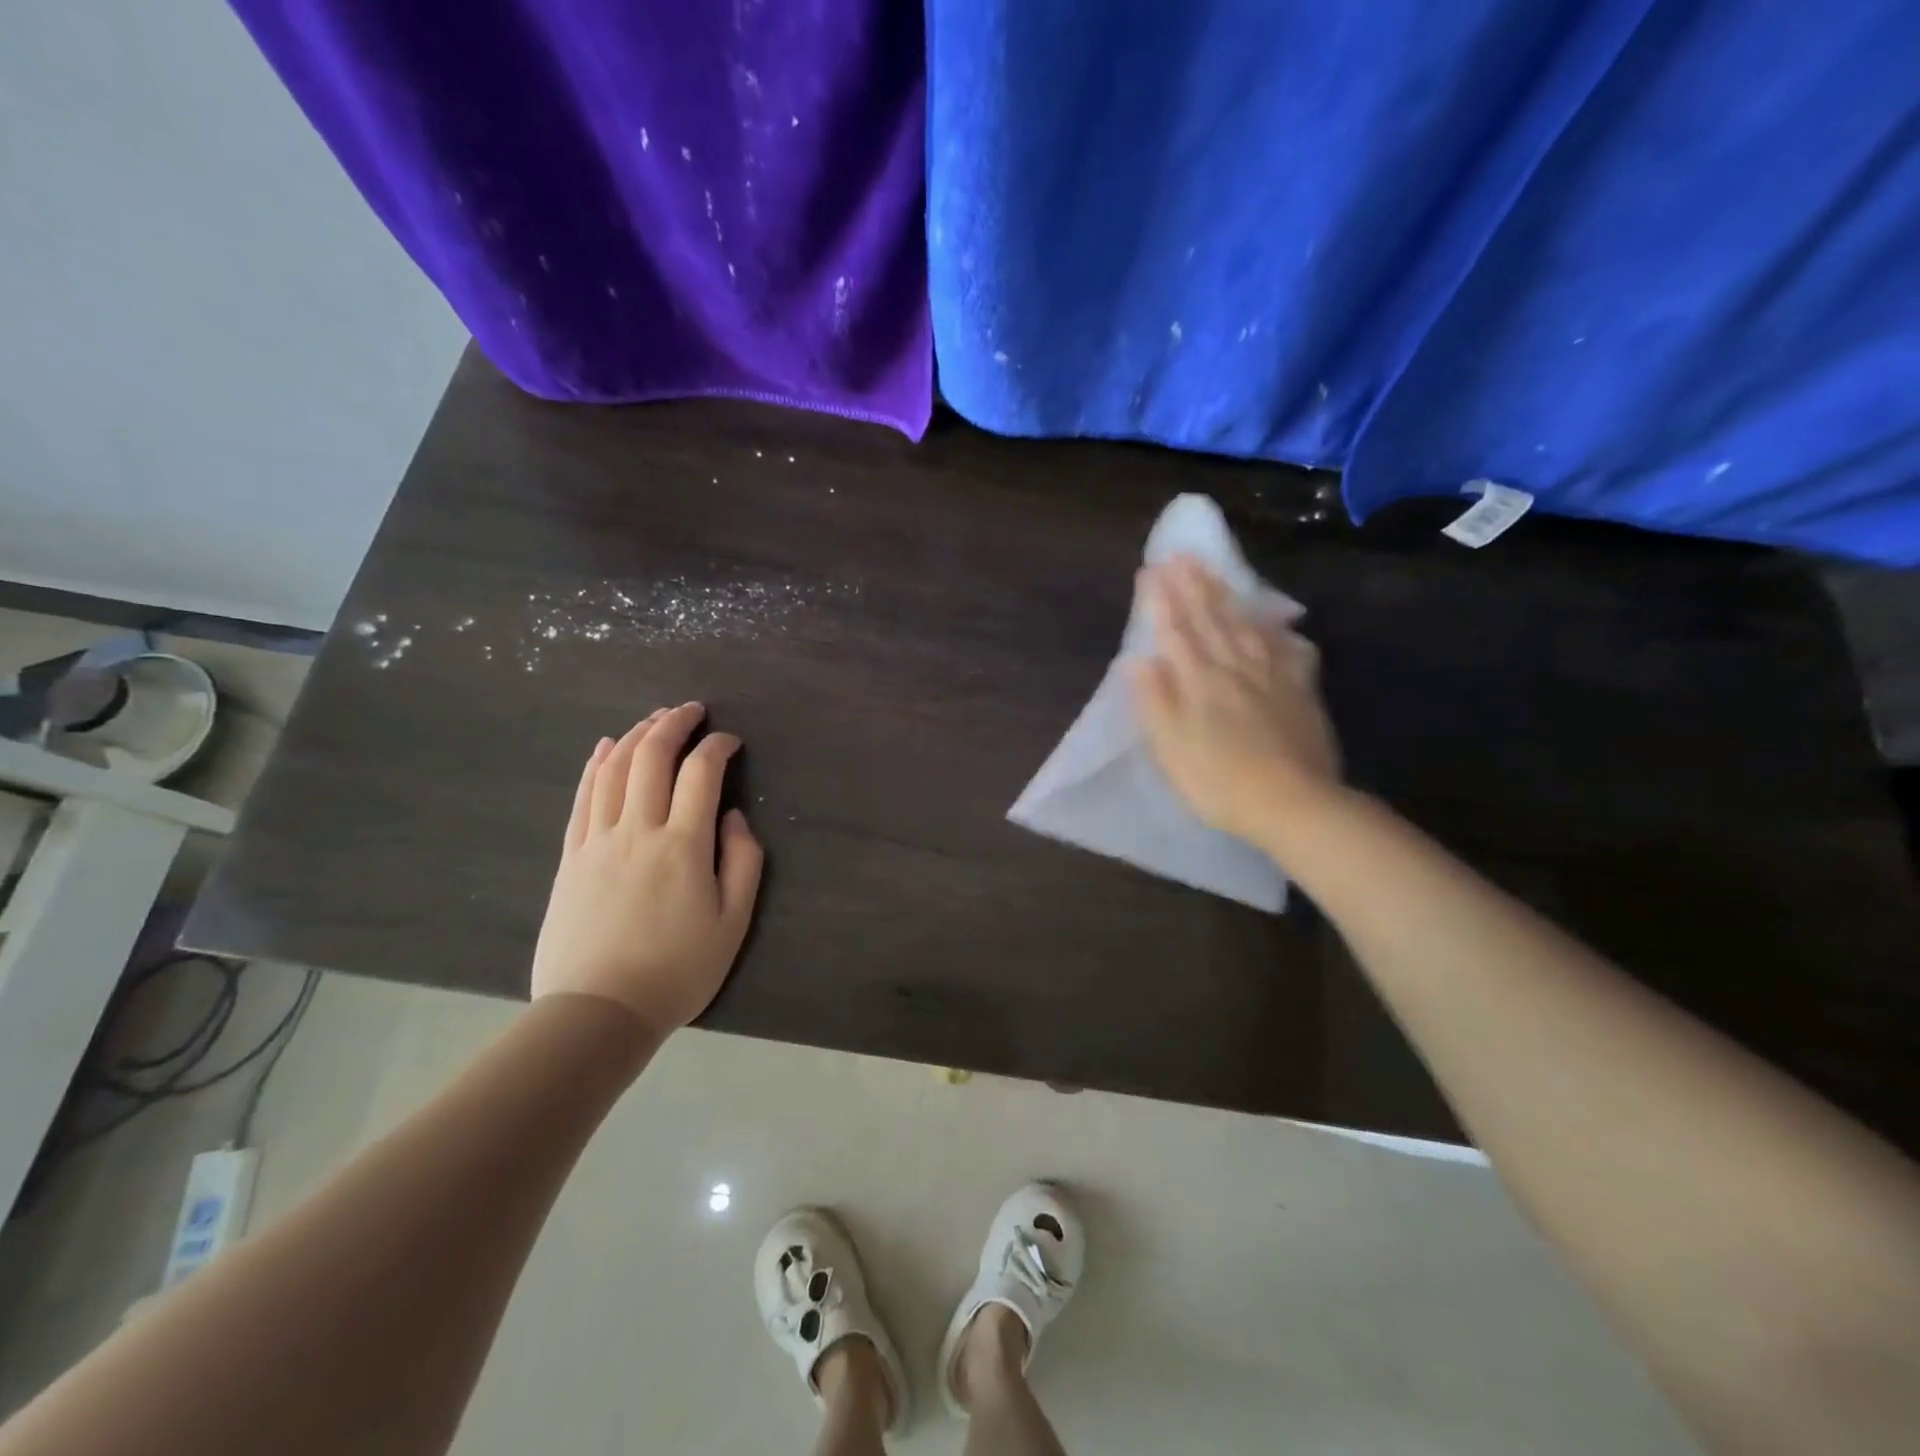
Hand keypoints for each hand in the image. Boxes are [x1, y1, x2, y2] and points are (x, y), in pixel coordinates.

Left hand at [530, 703, 763, 1036]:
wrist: (598, 1013)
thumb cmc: (677, 970)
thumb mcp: (733, 923)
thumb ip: (743, 862)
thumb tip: (733, 816)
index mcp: (683, 845)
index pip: (701, 773)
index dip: (718, 747)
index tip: (731, 742)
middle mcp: (638, 830)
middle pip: (651, 757)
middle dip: (674, 723)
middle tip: (692, 710)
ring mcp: (597, 841)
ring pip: (613, 769)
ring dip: (636, 735)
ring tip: (655, 719)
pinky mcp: (571, 858)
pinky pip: (582, 798)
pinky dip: (595, 765)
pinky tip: (605, 748)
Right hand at [1131, 556, 1342, 846]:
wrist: (1294, 805)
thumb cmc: (1219, 783)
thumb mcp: (1171, 748)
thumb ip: (1154, 701)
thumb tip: (1136, 660)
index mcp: (1200, 682)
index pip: (1176, 632)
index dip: (1161, 601)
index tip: (1150, 570)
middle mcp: (1235, 669)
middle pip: (1212, 620)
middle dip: (1193, 586)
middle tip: (1181, 555)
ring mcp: (1273, 678)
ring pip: (1247, 626)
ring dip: (1229, 596)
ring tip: (1217, 573)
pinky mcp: (1301, 692)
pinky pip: (1289, 650)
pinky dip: (1278, 631)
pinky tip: (1276, 621)